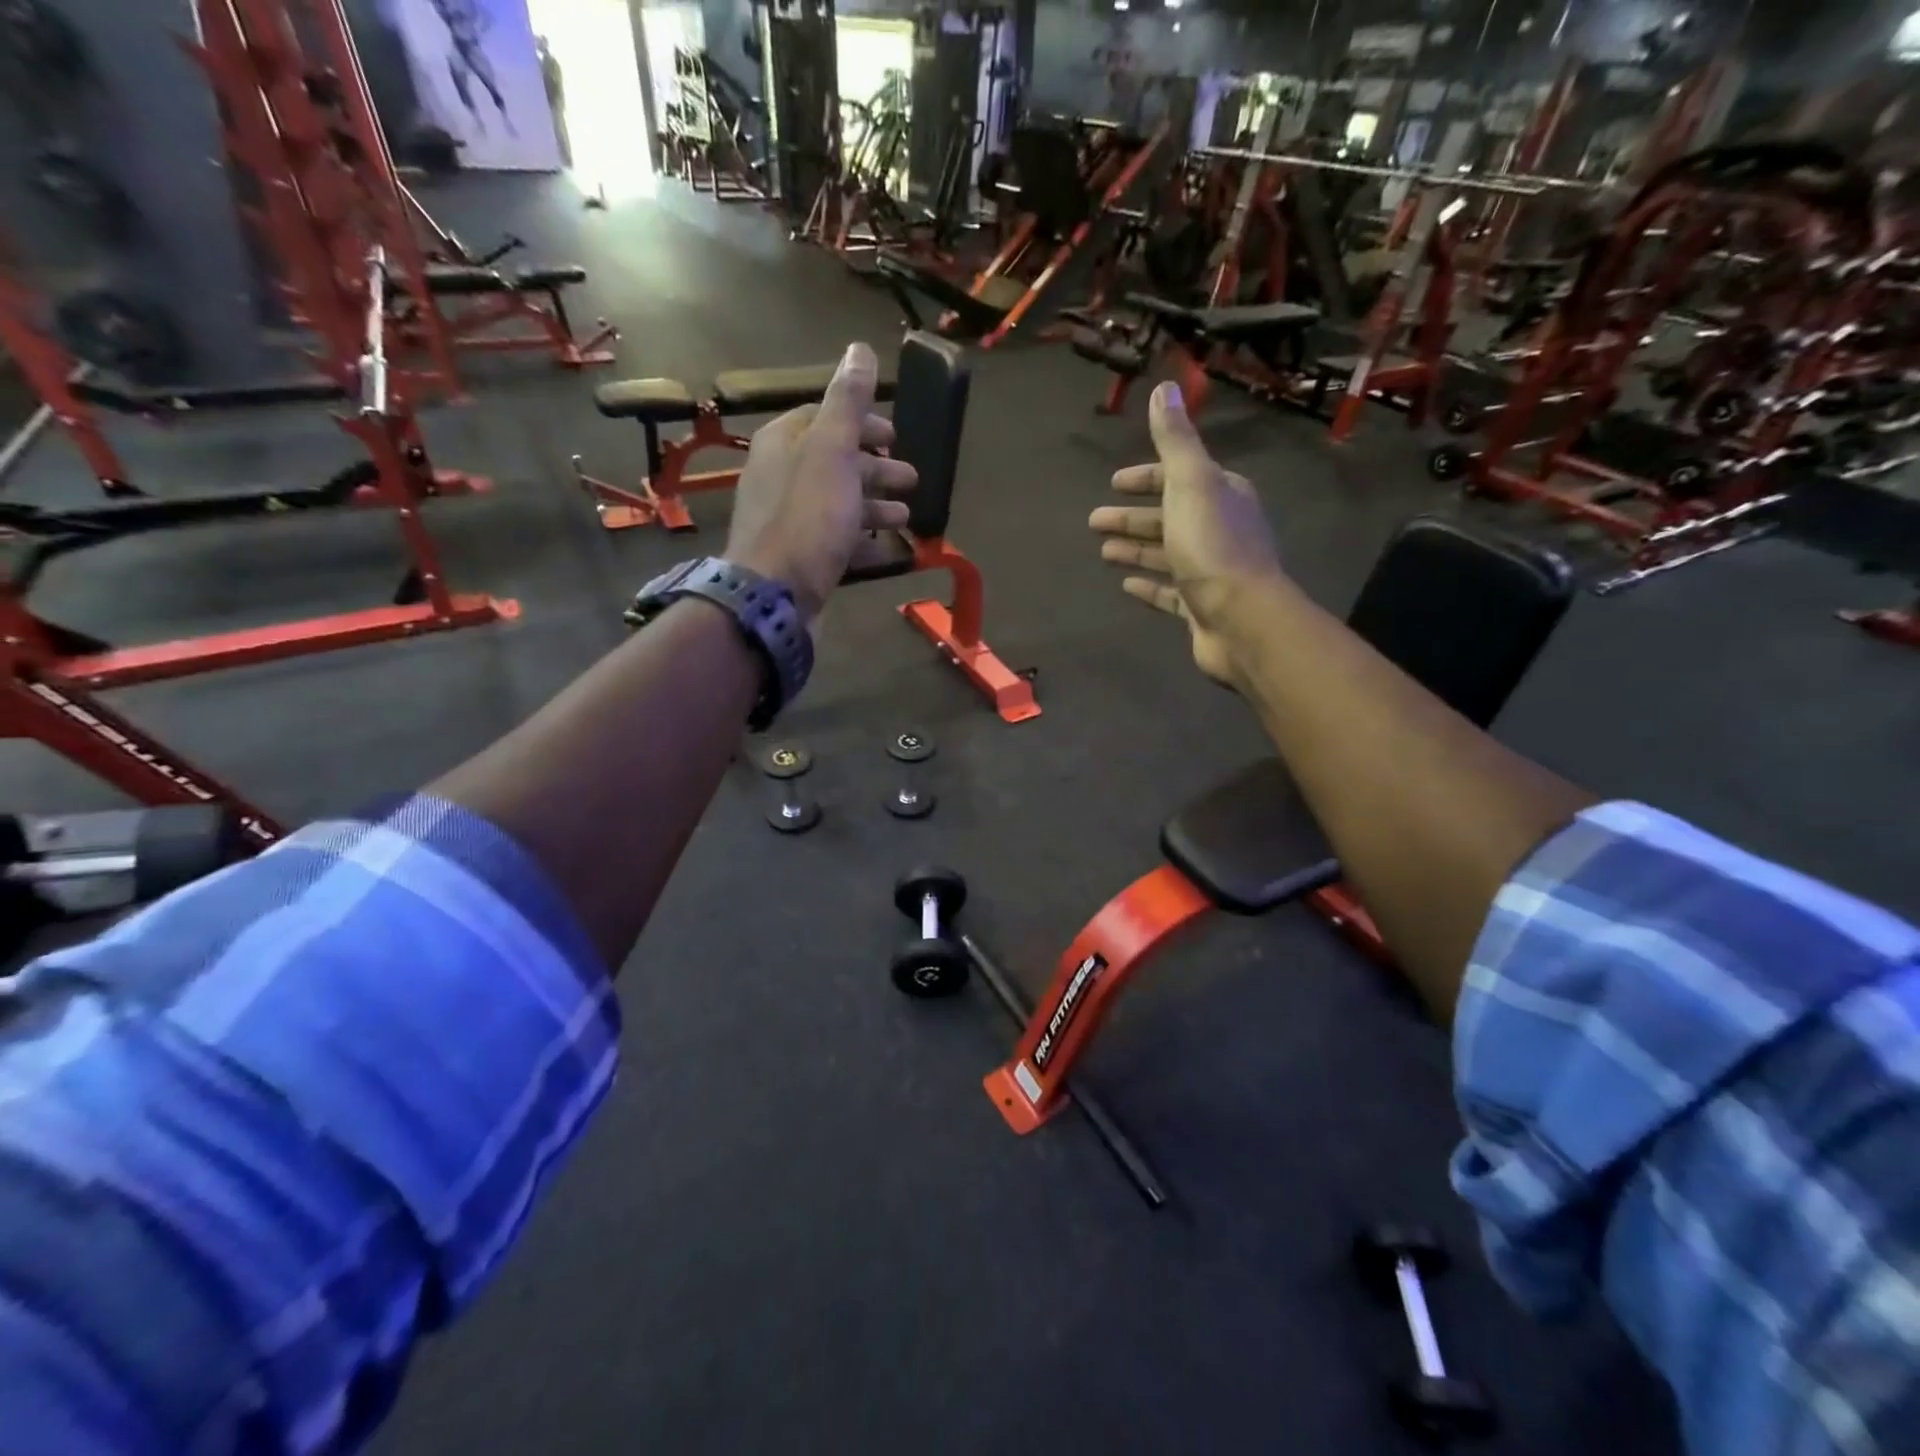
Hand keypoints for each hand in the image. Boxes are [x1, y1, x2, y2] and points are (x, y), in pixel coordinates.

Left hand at [725, 342, 915, 620]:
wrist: (774, 594)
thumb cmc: (807, 516)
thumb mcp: (832, 450)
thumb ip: (847, 402)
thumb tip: (859, 349)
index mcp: (783, 442)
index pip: (824, 419)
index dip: (862, 424)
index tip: (895, 437)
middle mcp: (780, 477)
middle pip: (835, 462)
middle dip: (875, 468)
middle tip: (912, 479)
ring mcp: (789, 521)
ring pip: (838, 503)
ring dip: (874, 506)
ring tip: (907, 517)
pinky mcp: (800, 558)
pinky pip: (836, 540)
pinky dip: (863, 541)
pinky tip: (888, 550)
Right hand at [1089, 382, 1283, 685]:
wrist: (1242, 619)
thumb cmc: (1213, 546)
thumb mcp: (1191, 482)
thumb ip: (1175, 440)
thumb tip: (1164, 388)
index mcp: (1221, 494)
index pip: (1178, 477)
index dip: (1145, 478)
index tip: (1113, 484)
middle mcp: (1219, 528)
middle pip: (1168, 516)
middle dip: (1131, 517)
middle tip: (1094, 521)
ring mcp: (1211, 571)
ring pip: (1166, 554)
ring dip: (1135, 549)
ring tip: (1103, 553)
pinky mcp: (1201, 607)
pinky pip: (1169, 592)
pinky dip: (1148, 585)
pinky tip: (1126, 586)